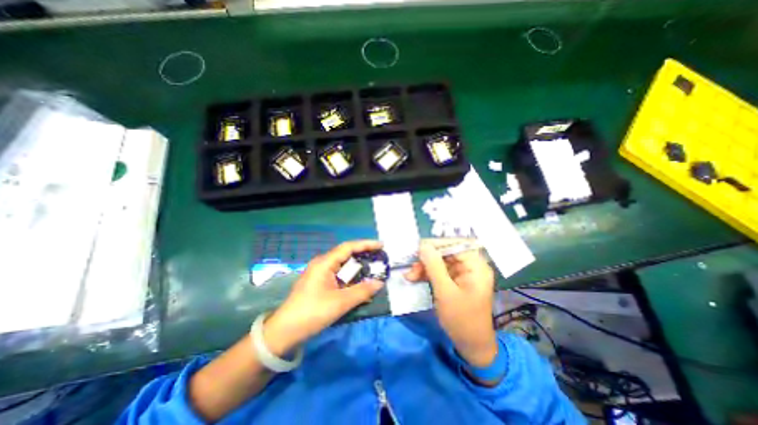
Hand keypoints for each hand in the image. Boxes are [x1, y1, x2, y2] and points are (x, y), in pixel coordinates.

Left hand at [264, 241, 385, 356]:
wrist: (284, 331)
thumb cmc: (312, 312)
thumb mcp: (340, 302)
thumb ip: (362, 291)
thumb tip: (379, 282)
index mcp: (325, 263)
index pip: (348, 247)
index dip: (366, 244)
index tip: (381, 245)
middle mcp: (322, 264)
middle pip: (346, 254)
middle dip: (363, 255)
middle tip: (379, 258)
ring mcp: (319, 273)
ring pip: (342, 265)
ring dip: (357, 268)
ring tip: (373, 270)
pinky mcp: (319, 283)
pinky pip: (338, 275)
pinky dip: (350, 277)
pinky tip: (358, 283)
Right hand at [402, 240, 498, 366]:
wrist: (471, 346)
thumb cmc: (461, 319)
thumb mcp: (445, 292)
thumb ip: (434, 266)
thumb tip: (423, 245)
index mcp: (476, 266)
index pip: (456, 245)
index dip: (436, 244)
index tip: (418, 248)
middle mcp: (471, 266)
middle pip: (446, 253)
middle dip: (427, 259)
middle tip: (411, 265)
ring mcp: (462, 274)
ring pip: (440, 262)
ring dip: (424, 267)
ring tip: (409, 276)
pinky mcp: (455, 281)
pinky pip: (439, 271)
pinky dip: (427, 274)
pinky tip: (414, 278)